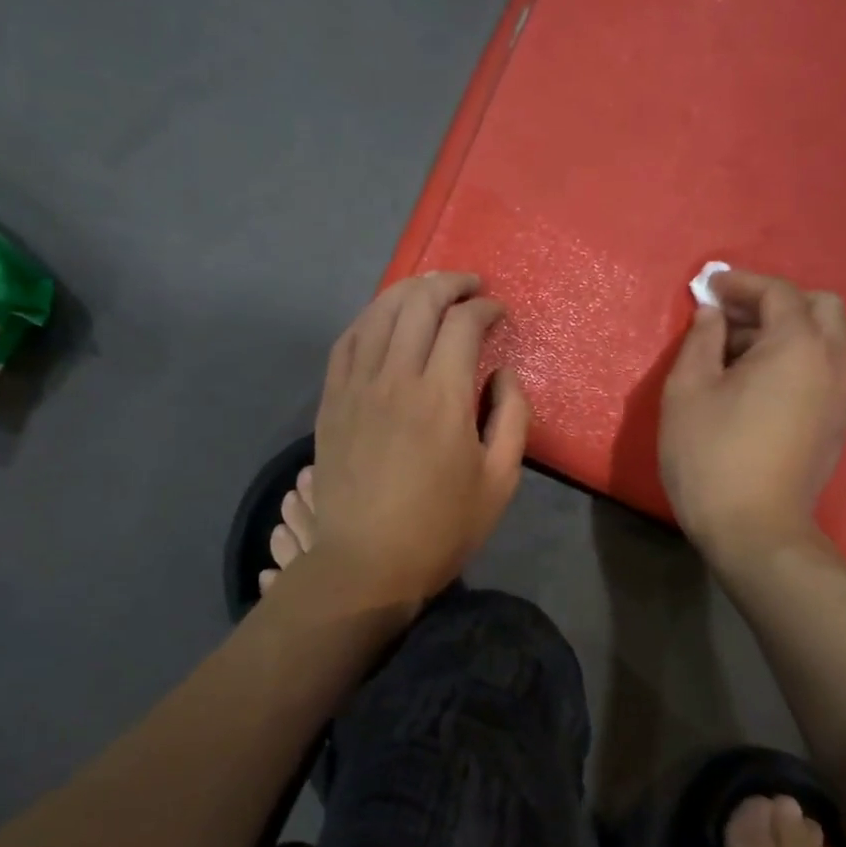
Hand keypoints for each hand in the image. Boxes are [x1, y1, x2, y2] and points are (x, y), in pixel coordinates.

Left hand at [308, 271, 530, 608]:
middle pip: (419, 303)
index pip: (463, 324)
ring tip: (430, 289)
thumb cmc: (441, 528)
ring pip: (379, 313)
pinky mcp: (332, 400)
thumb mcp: (500, 480)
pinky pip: (347, 340)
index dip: (486, 309)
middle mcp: (396, 378)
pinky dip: (370, 318)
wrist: (366, 563)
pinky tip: (384, 317)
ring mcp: (357, 386)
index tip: (499, 313)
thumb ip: (513, 417)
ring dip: (408, 291)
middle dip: (449, 283)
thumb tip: (503, 373)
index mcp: (442, 397)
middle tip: (470, 286)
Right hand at [660, 270, 845, 566]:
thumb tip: (712, 315)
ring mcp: (844, 397)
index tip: (709, 288)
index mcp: (798, 347)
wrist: (755, 531)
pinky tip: (758, 385)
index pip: (778, 293)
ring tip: (737, 354)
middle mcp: (834, 363)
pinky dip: (797, 360)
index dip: (741, 283)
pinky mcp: (840, 424)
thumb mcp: (688, 390)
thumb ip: (700, 341)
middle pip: (819, 307)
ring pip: (826, 340)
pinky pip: (825, 370)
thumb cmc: (711, 455)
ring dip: (786, 332)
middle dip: (774, 302)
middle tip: (731, 319)